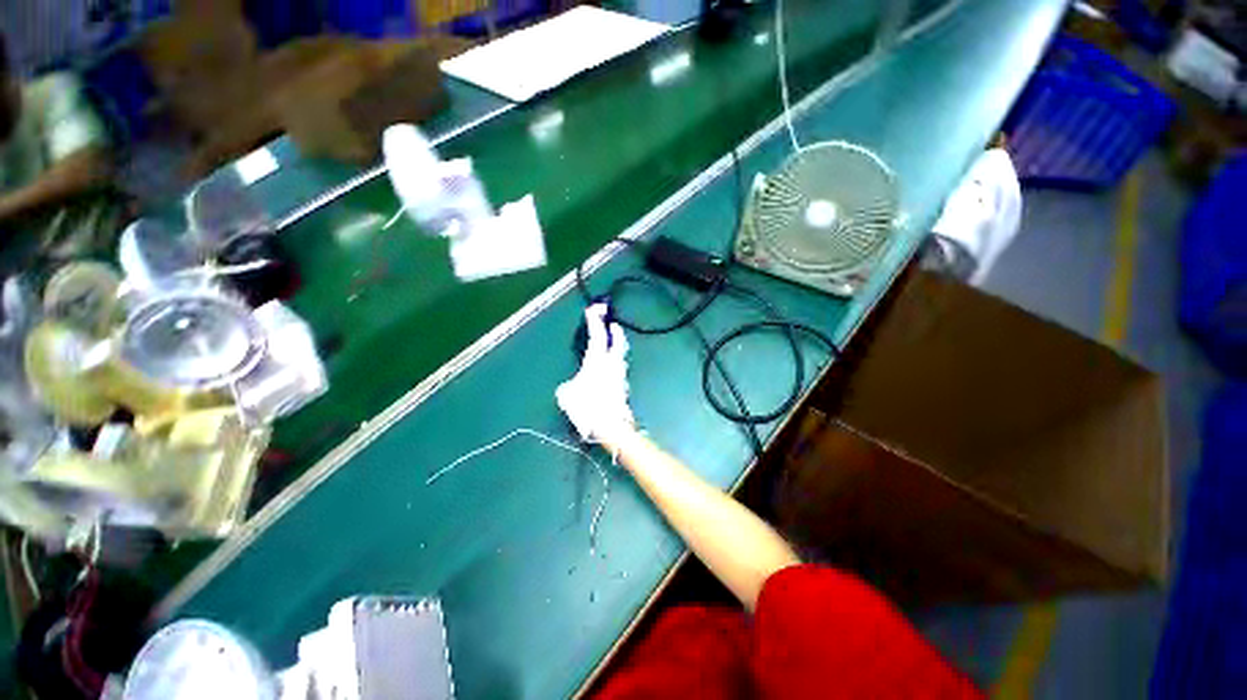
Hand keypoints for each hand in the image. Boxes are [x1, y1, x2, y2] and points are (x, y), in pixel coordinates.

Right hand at [556, 304, 633, 442]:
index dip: (595, 322)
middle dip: (615, 332)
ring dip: (617, 349)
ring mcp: (620, 376)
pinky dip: (615, 366)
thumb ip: (568, 386)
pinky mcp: (623, 388)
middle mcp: (612, 365)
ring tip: (612, 347)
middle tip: (613, 326)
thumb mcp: (566, 395)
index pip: (597, 336)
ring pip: (620, 357)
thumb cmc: (587, 406)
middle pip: (618, 343)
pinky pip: (619, 371)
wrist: (611, 426)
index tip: (593, 311)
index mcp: (597, 361)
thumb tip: (571, 386)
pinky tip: (610, 372)